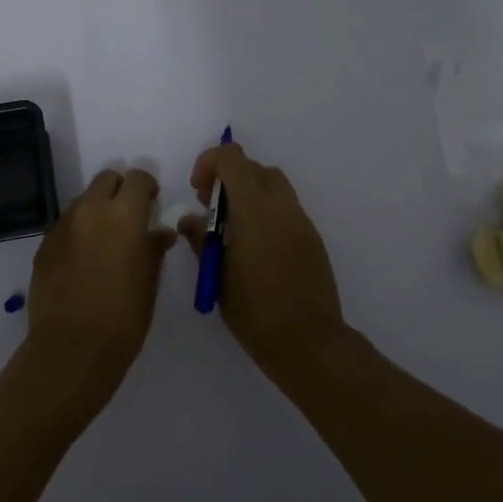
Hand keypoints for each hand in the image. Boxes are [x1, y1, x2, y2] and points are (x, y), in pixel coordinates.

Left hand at [26, 168, 172, 395]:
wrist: (72, 348)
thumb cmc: (124, 316)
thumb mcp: (149, 281)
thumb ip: (154, 248)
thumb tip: (160, 232)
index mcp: (124, 215)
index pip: (138, 179)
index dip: (147, 188)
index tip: (152, 205)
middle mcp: (90, 211)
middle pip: (106, 179)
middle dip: (119, 190)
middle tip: (128, 218)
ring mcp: (62, 226)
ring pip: (83, 201)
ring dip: (96, 210)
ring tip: (104, 242)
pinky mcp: (44, 245)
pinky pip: (65, 225)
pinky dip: (77, 232)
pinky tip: (82, 261)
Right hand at [178, 143, 345, 369]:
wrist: (309, 343)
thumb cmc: (255, 311)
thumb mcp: (217, 276)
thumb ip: (201, 240)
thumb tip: (190, 219)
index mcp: (254, 209)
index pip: (232, 158)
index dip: (209, 162)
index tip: (197, 191)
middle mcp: (281, 206)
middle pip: (254, 167)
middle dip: (227, 177)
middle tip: (210, 209)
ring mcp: (301, 221)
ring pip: (273, 184)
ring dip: (249, 192)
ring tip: (232, 228)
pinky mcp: (312, 238)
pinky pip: (286, 207)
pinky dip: (266, 211)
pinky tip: (254, 247)